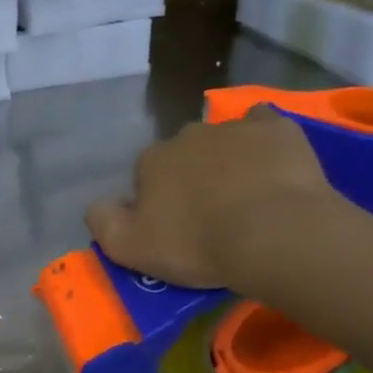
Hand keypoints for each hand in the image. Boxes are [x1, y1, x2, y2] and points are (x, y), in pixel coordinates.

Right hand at [85, 110, 347, 292]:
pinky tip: (271, 160)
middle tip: (212, 214)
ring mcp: (232, 128)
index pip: (146, 175)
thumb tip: (97, 206)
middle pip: (184, 154)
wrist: (274, 235)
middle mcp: (186, 135)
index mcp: (151, 160)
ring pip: (223, 140)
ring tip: (248, 197)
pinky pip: (263, 123)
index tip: (176, 228)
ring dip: (228, 161)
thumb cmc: (198, 244)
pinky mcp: (275, 128)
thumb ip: (103, 223)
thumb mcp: (129, 248)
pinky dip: (263, 139)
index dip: (159, 201)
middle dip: (193, 177)